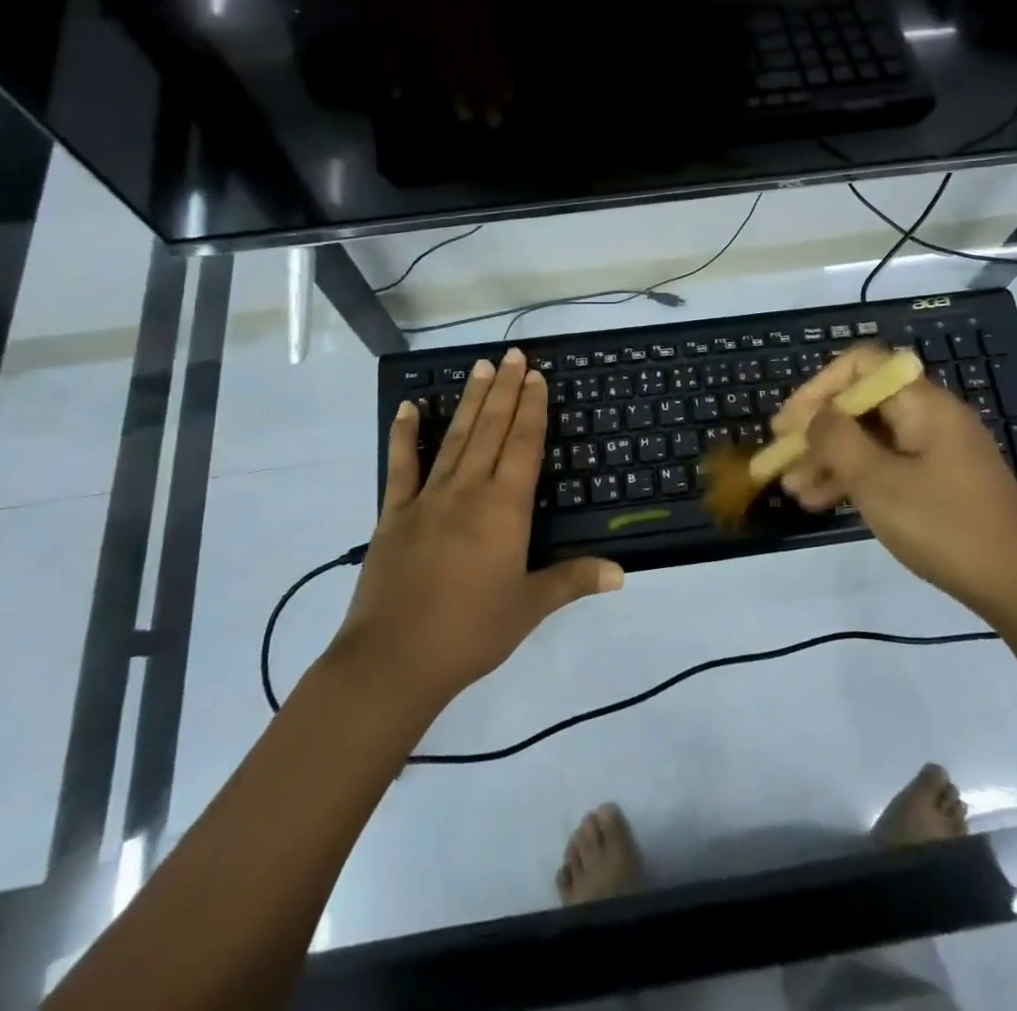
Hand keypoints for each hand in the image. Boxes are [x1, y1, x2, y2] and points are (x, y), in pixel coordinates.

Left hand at [334, 348, 621, 705]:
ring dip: (469, 400)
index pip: (523, 445)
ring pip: (454, 437)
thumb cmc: (470, 632)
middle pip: (490, 429)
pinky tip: (408, 407)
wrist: (393, 661)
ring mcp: (427, 498)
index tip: (535, 377)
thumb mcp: (528, 607)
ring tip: (480, 367)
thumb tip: (622, 573)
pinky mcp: (393, 514)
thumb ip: (573, 581)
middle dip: (504, 390)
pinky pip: (400, 466)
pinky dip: (404, 435)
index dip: (532, 409)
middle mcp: (467, 490)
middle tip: (512, 355)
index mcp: (504, 508)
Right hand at [773, 344, 1016, 610]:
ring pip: (869, 438)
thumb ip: (837, 440)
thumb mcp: (878, 482)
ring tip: (793, 489)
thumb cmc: (944, 525)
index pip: (862, 365)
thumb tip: (814, 416)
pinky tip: (822, 502)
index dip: (819, 386)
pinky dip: (853, 477)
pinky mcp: (938, 480)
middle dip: (817, 429)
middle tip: (781, 457)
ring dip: (829, 458)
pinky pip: (885, 464)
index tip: (790, 422)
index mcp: (922, 404)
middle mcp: (929, 416)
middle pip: (861, 404)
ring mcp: (935, 450)